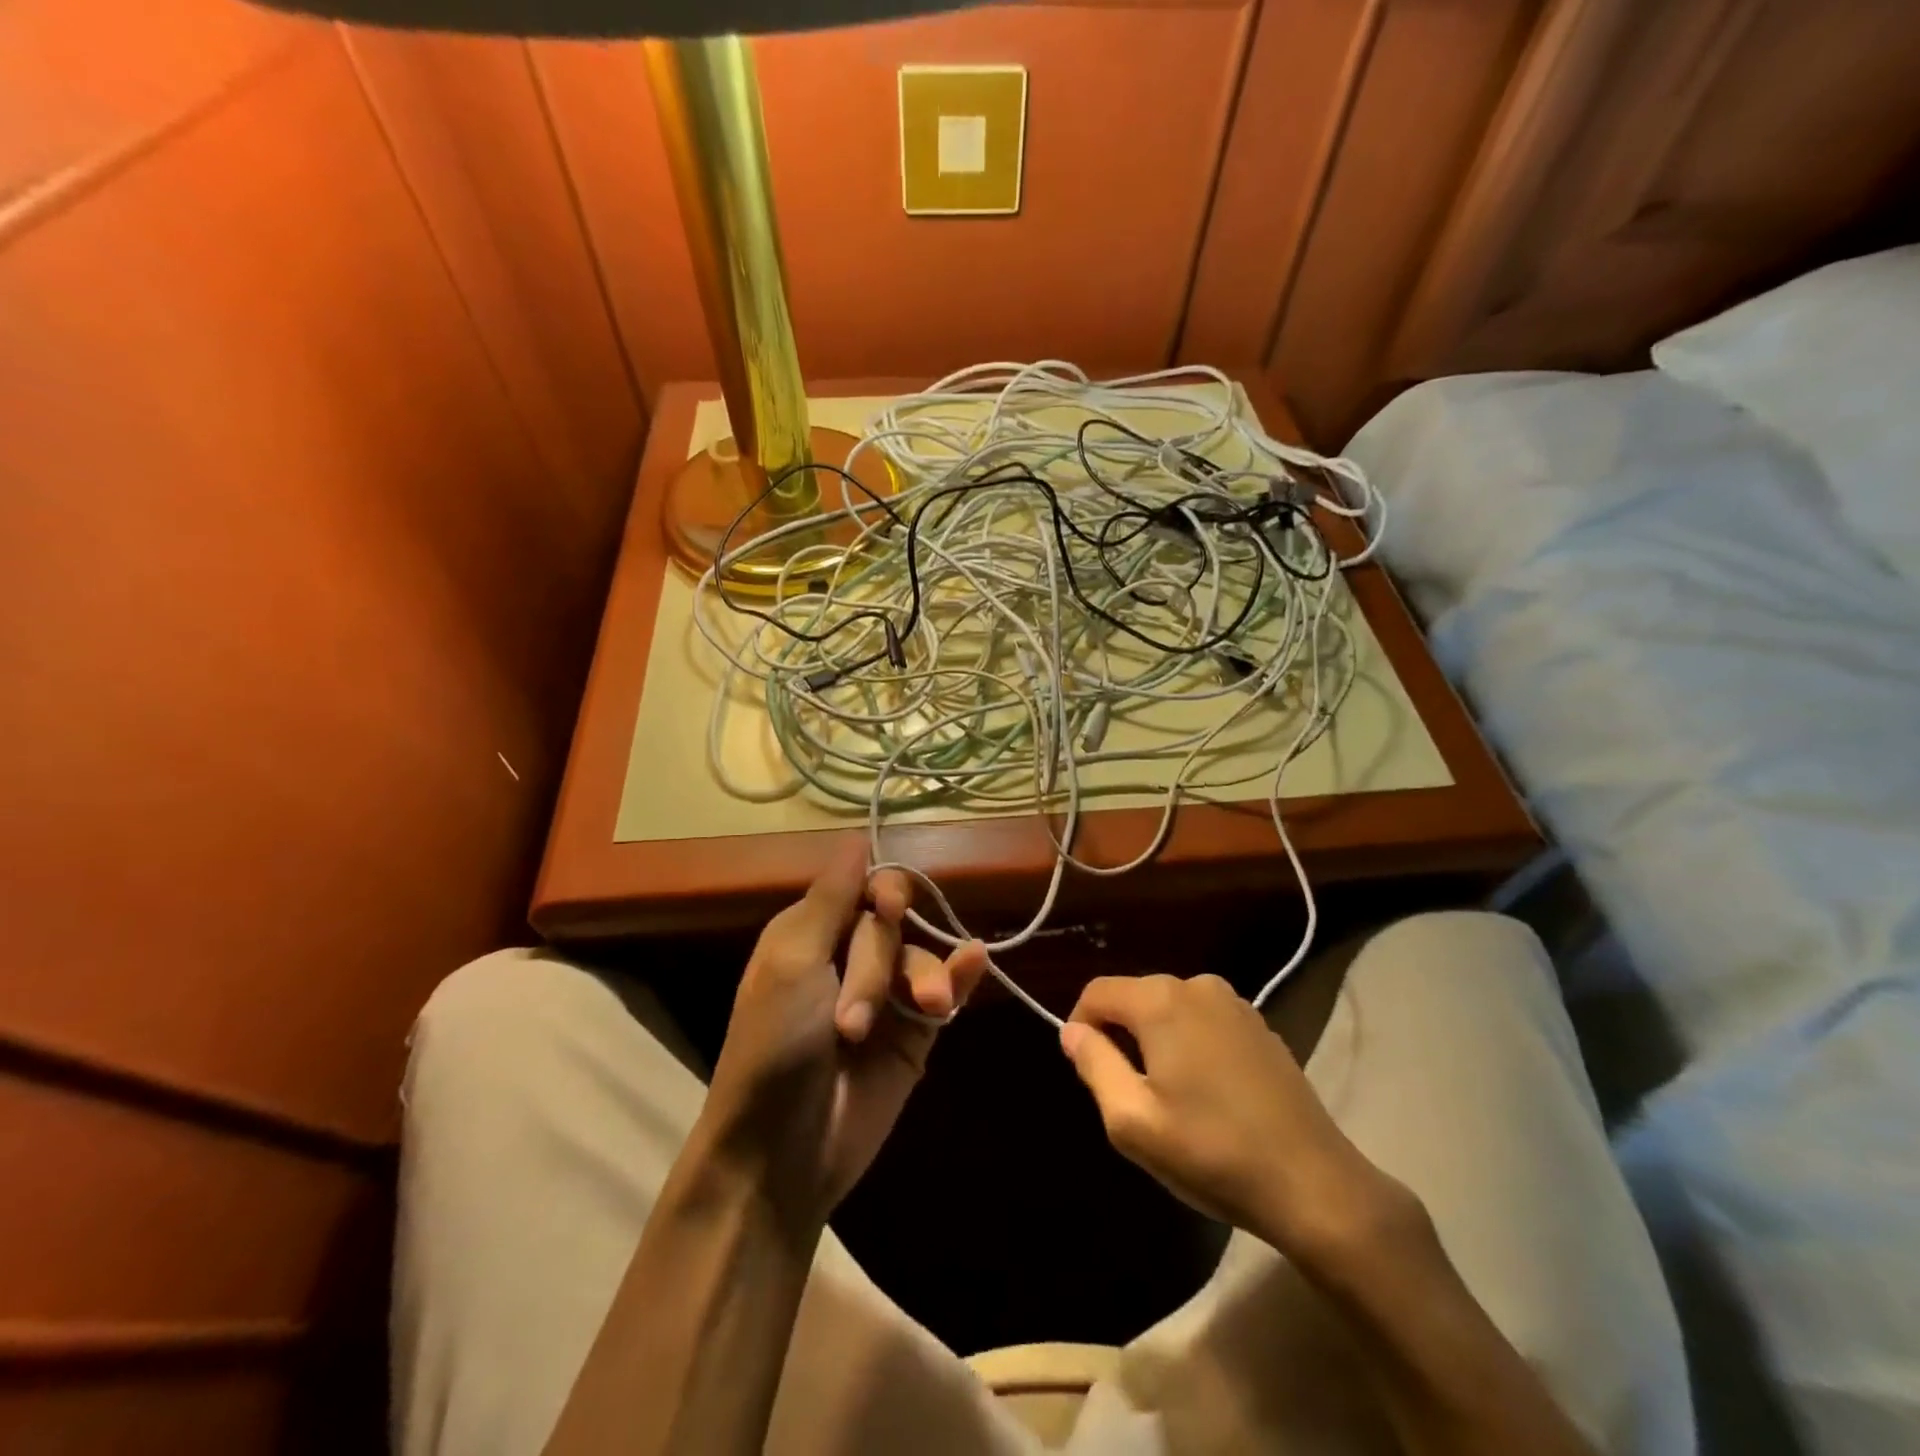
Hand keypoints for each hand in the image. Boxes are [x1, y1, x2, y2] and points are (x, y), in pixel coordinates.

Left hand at [695, 837, 987, 1234]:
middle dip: (878, 965)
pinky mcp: (913, 1036)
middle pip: (889, 925)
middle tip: (852, 1020)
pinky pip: (945, 991)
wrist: (783, 1152)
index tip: (889, 907)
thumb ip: (830, 898)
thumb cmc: (774, 1047)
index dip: (881, 892)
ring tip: (926, 1013)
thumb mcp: (793, 962)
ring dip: (925, 978)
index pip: (859, 888)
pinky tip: (977, 962)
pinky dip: (962, 975)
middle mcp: (847, 959)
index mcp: (809, 935)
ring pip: (920, 957)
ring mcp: (884, 999)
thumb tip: (855, 838)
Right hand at [1060, 974, 1406, 1263]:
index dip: (1080, 1026)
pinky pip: (1203, 1020)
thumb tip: (1072, 1030)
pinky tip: (1208, 1093)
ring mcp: (1234, 1002)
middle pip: (1134, 997)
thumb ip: (1094, 1065)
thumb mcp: (1132, 1121)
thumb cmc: (1212, 1152)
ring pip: (1169, 1008)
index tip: (1088, 1072)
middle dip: (1120, 1036)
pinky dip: (1190, 1044)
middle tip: (1128, 1094)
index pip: (1097, 993)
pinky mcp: (1259, 1025)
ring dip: (1156, 1041)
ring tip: (1169, 1097)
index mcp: (1161, 1001)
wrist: (1313, 1184)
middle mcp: (1196, 985)